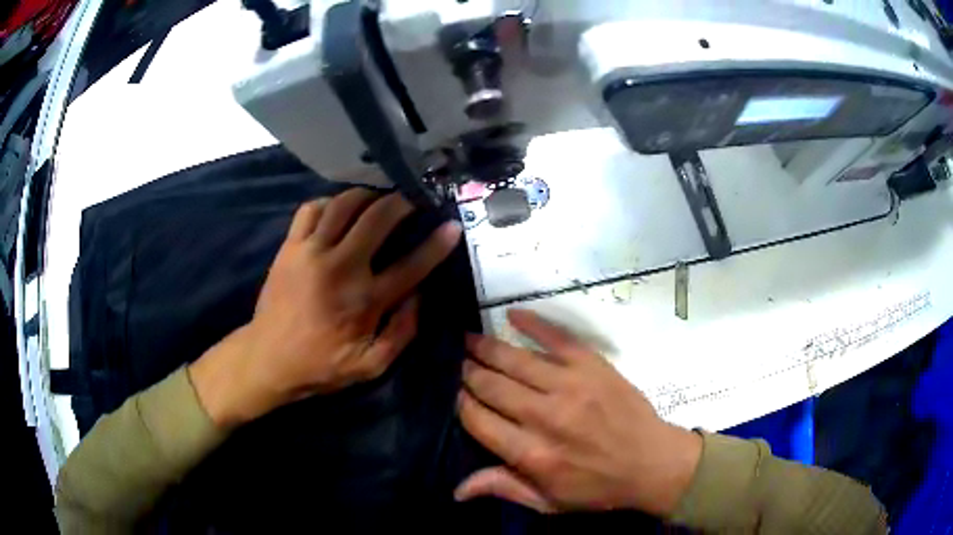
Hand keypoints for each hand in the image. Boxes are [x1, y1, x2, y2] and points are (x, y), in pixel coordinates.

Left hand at [189, 189, 461, 426]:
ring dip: (367, 195)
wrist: (268, 358)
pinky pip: (311, 209)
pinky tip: (338, 208)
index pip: (411, 264)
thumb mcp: (372, 365)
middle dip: (402, 202)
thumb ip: (402, 332)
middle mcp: (341, 267)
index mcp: (366, 300)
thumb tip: (419, 295)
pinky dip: (329, 202)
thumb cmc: (321, 364)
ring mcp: (312, 252)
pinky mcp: (290, 246)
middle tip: (412, 199)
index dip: (437, 244)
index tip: (451, 226)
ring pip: (344, 204)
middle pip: (378, 218)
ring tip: (378, 198)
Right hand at [455, 309, 701, 515]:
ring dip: (487, 348)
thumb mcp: (548, 502)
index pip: (478, 420)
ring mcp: (570, 386)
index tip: (458, 397)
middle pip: (492, 386)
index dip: (462, 405)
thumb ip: (503, 488)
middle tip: (461, 365)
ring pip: (515, 360)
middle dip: (470, 374)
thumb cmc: (598, 487)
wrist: (652, 463)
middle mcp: (545, 416)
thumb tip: (456, 489)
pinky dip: (532, 323)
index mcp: (531, 454)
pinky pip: (556, 337)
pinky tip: (511, 315)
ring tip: (470, 340)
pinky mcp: (592, 365)